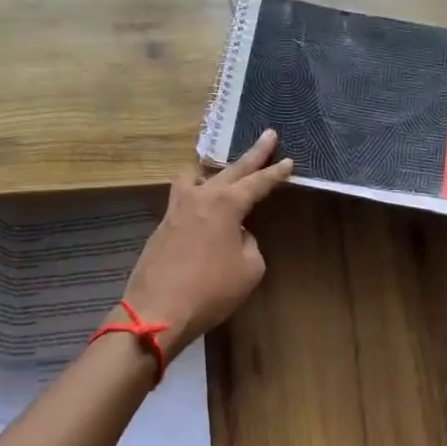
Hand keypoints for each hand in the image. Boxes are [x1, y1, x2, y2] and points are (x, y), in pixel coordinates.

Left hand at [119, 130, 293, 356]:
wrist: (158, 310)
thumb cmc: (211, 290)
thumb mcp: (249, 269)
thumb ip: (249, 243)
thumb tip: (238, 234)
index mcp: (226, 204)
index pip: (257, 182)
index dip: (275, 173)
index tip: (289, 161)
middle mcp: (200, 197)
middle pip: (231, 169)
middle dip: (253, 154)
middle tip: (268, 135)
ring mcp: (176, 209)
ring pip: (196, 177)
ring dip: (213, 172)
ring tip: (223, 173)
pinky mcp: (162, 225)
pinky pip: (183, 198)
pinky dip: (197, 195)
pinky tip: (202, 209)